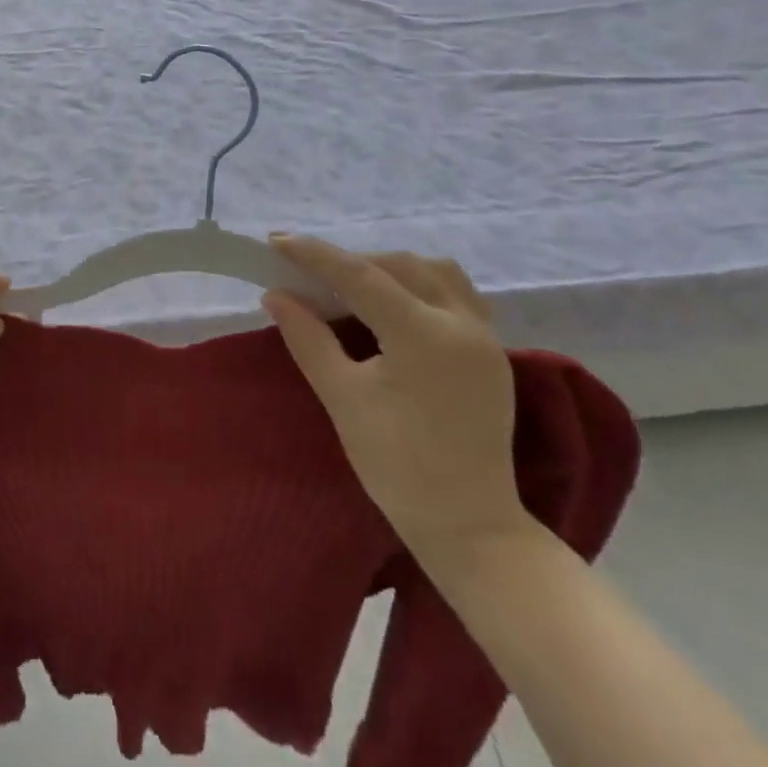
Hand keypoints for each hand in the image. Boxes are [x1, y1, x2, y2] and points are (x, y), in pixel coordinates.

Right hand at [263, 236, 529, 561]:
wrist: (469, 525)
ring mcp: (484, 335)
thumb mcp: (343, 397)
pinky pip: (457, 292)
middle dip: (349, 261)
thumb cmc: (398, 466)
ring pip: (433, 271)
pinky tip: (396, 302)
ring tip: (352, 284)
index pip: (361, 275)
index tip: (277, 241)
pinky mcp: (492, 351)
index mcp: (424, 335)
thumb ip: (308, 338)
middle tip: (307, 272)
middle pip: (398, 265)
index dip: (316, 255)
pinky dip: (421, 283)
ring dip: (389, 267)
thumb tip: (276, 295)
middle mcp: (461, 322)